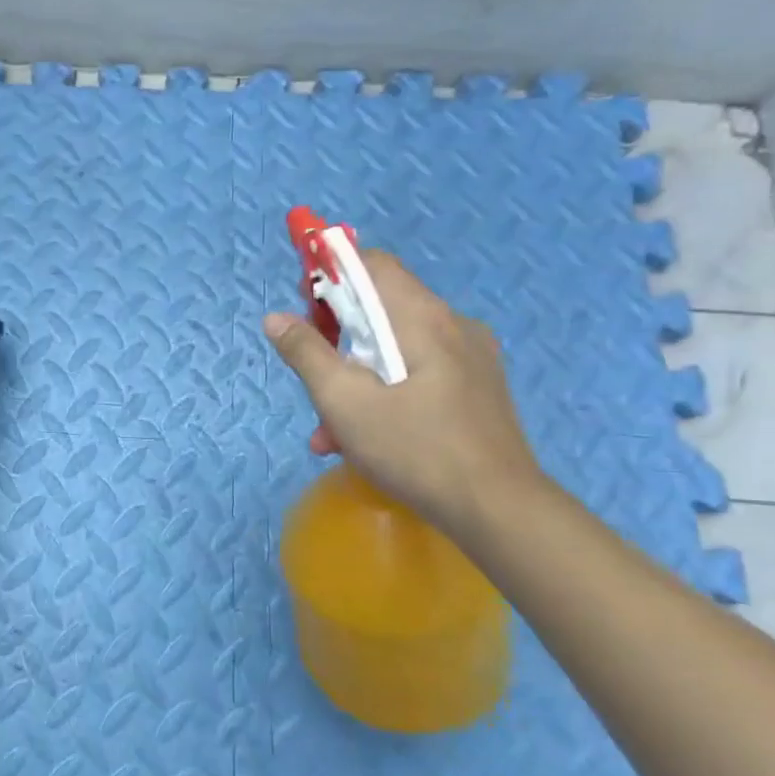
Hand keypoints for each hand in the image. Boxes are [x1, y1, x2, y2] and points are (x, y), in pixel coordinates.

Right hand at [263, 251, 543, 532]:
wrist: (498, 510)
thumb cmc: (414, 448)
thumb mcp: (343, 401)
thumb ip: (306, 354)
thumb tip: (276, 318)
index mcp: (423, 318)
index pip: (373, 265)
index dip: (331, 273)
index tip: (304, 305)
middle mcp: (454, 326)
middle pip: (382, 309)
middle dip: (337, 338)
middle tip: (311, 373)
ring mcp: (471, 360)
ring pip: (396, 349)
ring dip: (355, 377)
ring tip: (328, 429)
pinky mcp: (477, 391)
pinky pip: (418, 375)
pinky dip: (384, 393)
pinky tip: (362, 439)